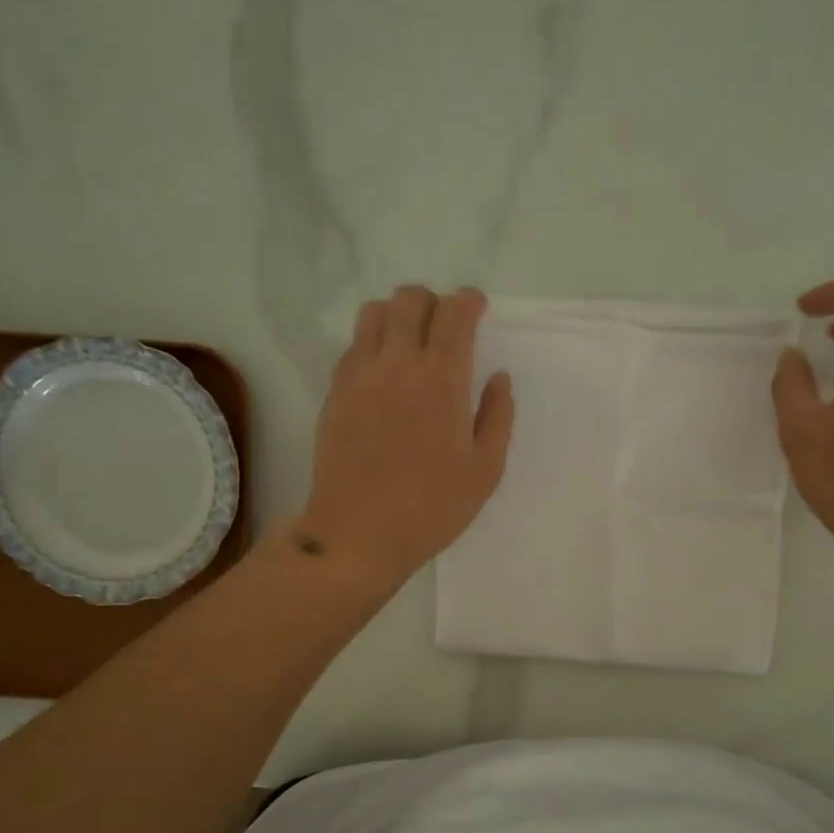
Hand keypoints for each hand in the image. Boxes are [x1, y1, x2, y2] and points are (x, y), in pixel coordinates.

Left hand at [299, 285, 513, 589]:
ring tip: (411, 344)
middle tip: (446, 328)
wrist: (358, 534)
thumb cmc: (432, 508)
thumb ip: (498, 416)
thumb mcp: (485, 470)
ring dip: (398, 315)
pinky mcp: (335, 393)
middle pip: (409, 299)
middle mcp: (397, 364)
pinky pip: (353, 346)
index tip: (478, 309)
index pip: (453, 312)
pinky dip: (373, 343)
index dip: (469, 301)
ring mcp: (359, 376)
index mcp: (441, 380)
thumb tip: (498, 378)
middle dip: (433, 302)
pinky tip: (385, 375)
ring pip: (373, 313)